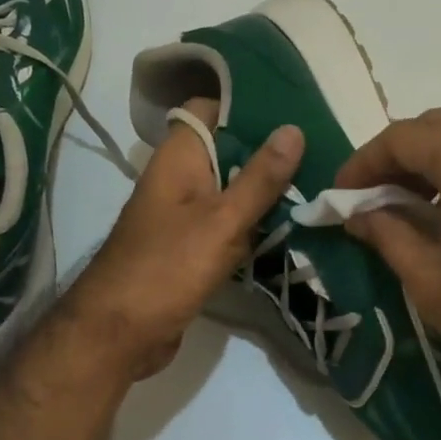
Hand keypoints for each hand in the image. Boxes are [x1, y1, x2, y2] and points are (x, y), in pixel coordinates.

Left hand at [64, 98, 303, 380]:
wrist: (119, 334)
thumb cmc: (167, 268)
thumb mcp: (222, 221)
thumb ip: (259, 178)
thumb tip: (293, 130)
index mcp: (178, 158)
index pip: (209, 109)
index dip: (246, 105)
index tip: (293, 110)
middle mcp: (178, 179)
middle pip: (226, 150)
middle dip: (268, 151)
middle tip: (320, 151)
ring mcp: (183, 215)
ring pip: (229, 190)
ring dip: (264, 191)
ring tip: (318, 184)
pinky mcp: (189, 248)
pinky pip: (226, 224)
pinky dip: (252, 224)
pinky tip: (291, 226)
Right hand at [335, 109, 440, 400]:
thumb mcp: (429, 279)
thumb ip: (388, 233)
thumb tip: (358, 214)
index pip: (402, 137)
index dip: (364, 162)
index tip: (340, 195)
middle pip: (437, 127)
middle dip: (396, 156)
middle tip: (369, 195)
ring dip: (430, 161)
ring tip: (402, 203)